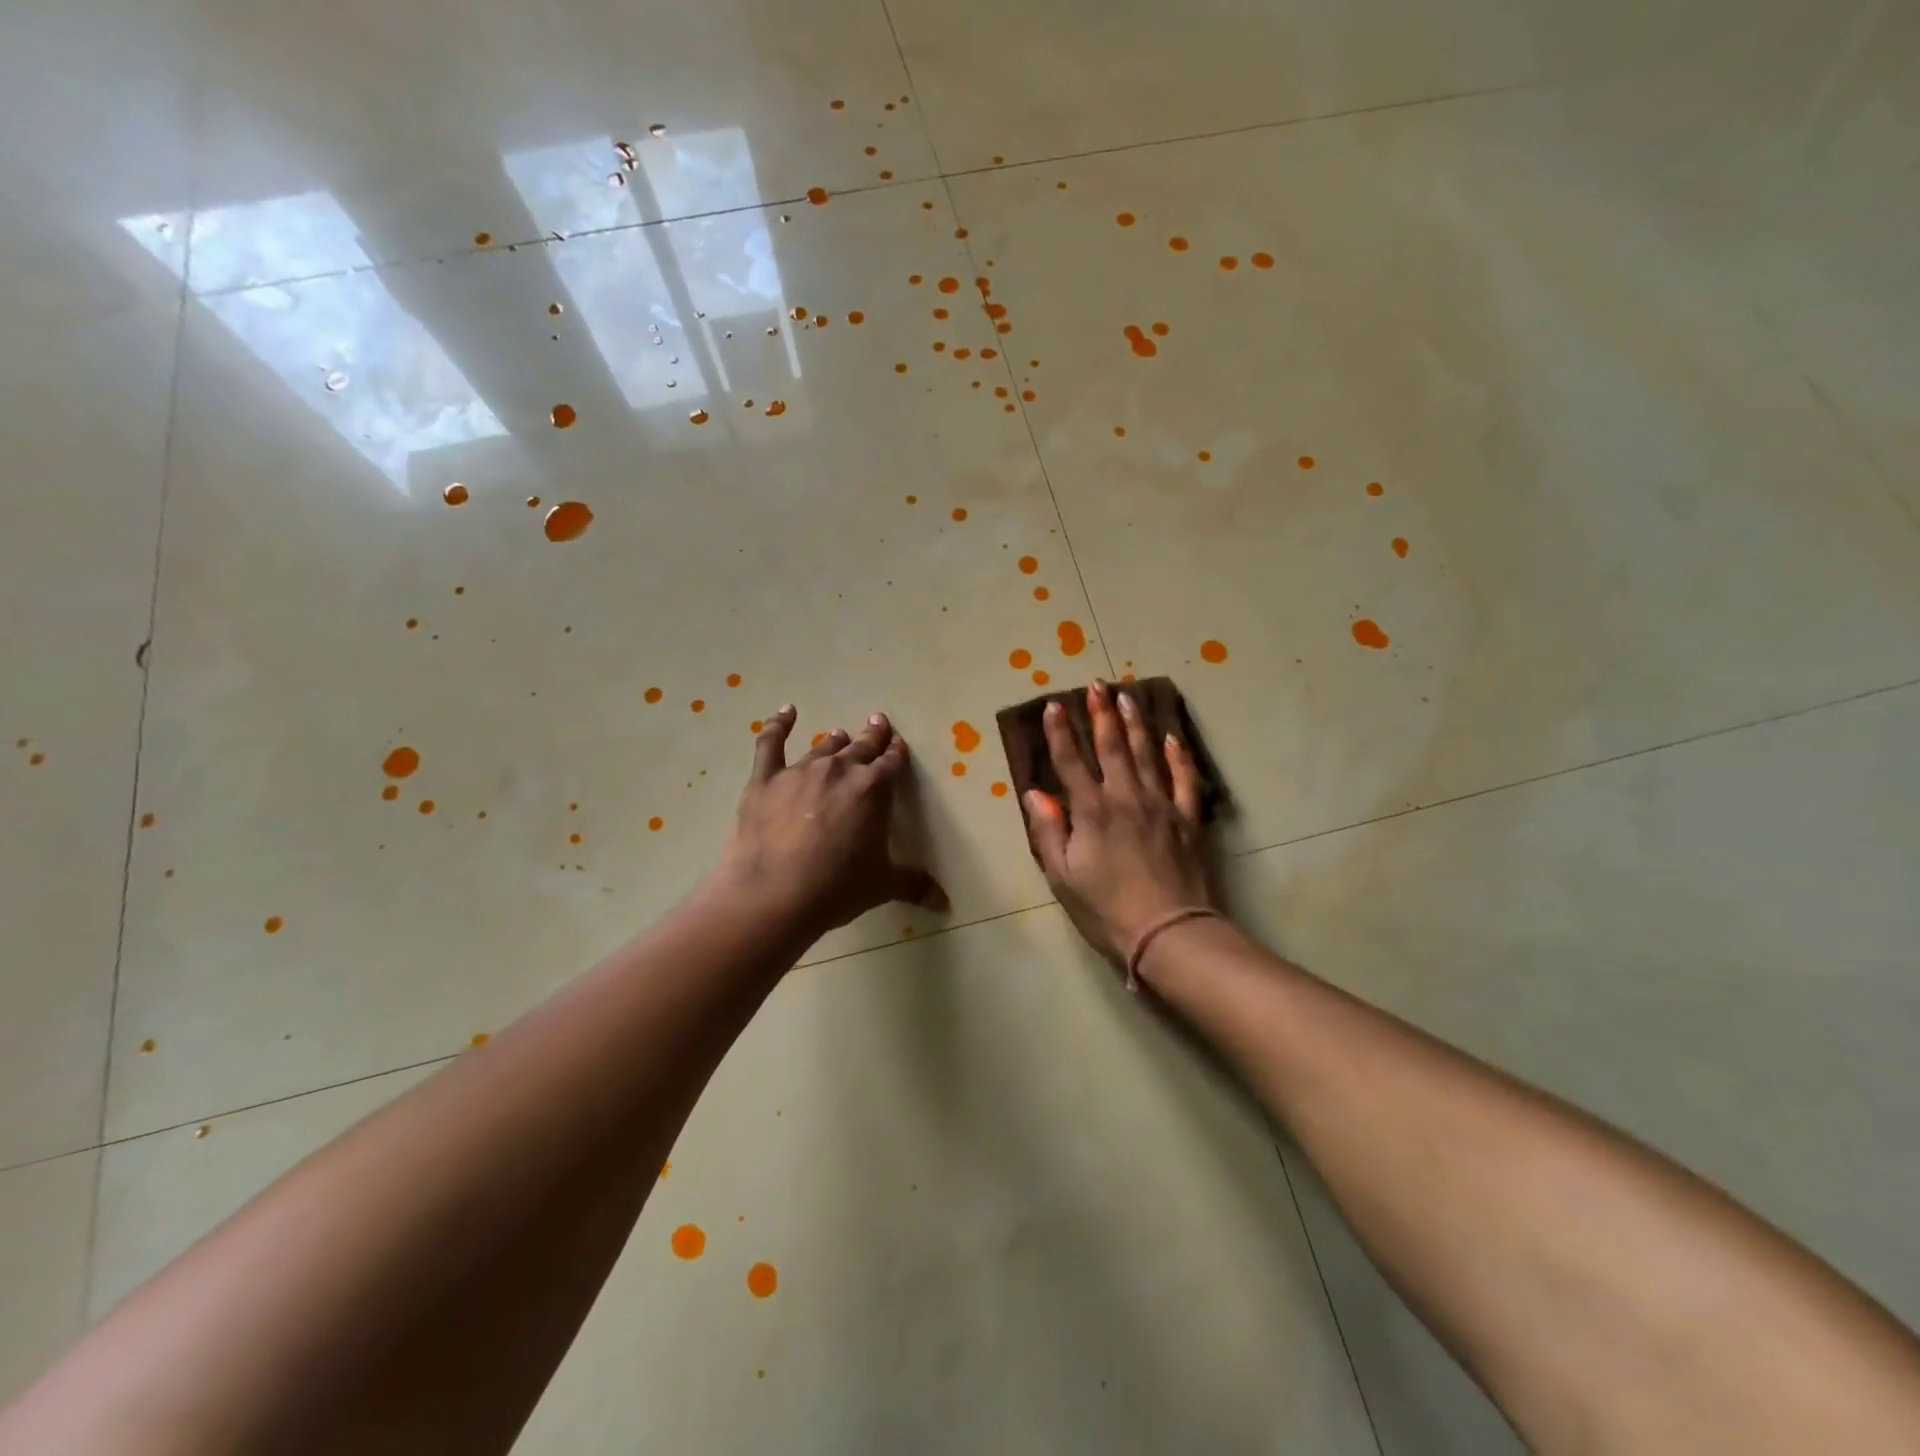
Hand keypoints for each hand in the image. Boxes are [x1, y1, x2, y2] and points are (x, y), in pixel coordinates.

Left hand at [715, 706, 946, 942]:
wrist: (775, 893)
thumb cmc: (837, 887)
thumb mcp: (883, 885)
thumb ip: (914, 884)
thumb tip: (944, 901)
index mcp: (873, 789)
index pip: (891, 763)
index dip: (896, 753)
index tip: (898, 744)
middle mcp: (840, 771)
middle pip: (861, 747)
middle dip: (872, 736)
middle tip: (878, 724)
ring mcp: (801, 771)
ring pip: (823, 747)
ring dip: (836, 741)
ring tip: (840, 735)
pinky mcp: (766, 779)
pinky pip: (771, 743)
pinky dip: (778, 725)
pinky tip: (786, 712)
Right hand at [1025, 681, 1215, 970]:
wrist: (1170, 934)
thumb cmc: (1107, 910)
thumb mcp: (1063, 877)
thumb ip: (1048, 832)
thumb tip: (1034, 793)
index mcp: (1091, 812)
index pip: (1070, 763)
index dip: (1060, 733)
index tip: (1054, 704)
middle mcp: (1126, 798)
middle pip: (1112, 748)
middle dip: (1101, 714)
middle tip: (1096, 684)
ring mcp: (1161, 806)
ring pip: (1147, 754)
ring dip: (1136, 723)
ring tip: (1128, 695)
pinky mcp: (1189, 820)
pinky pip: (1185, 780)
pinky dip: (1178, 757)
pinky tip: (1172, 738)